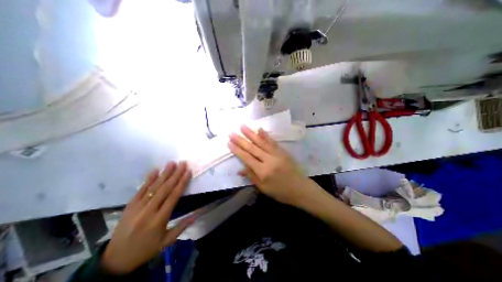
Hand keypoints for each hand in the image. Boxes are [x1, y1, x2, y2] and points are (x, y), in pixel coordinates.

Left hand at [101, 162, 193, 274]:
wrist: (115, 260)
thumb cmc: (145, 249)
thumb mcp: (166, 242)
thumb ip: (181, 227)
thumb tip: (196, 214)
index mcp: (159, 220)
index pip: (173, 197)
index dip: (182, 183)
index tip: (188, 172)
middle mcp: (148, 211)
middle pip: (165, 189)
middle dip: (175, 174)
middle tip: (182, 163)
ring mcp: (137, 207)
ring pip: (154, 187)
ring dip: (164, 174)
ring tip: (171, 163)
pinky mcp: (130, 205)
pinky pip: (140, 190)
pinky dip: (148, 179)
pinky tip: (155, 170)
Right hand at [229, 125, 314, 206]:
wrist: (300, 188)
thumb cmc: (280, 191)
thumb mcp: (263, 188)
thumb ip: (251, 176)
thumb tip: (239, 169)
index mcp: (263, 172)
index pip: (247, 158)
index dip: (237, 150)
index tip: (229, 142)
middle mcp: (269, 160)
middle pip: (252, 148)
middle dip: (241, 140)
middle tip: (232, 132)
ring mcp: (277, 154)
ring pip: (261, 142)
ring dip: (251, 133)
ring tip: (243, 126)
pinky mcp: (282, 151)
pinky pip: (272, 142)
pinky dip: (265, 135)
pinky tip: (259, 129)